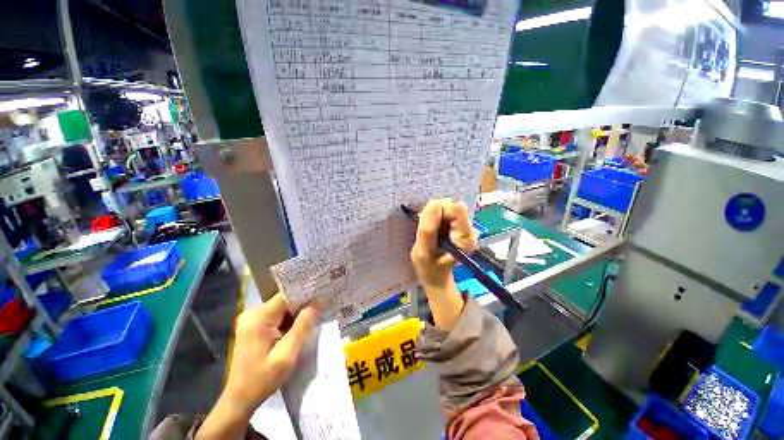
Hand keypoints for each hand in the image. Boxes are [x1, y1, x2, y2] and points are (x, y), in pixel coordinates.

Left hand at [197, 294, 319, 438]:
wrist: (240, 400)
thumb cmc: (263, 379)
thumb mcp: (288, 353)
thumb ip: (304, 324)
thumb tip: (319, 300)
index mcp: (258, 317)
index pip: (287, 296)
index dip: (306, 296)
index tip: (323, 296)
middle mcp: (252, 313)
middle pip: (284, 301)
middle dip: (302, 306)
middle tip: (320, 311)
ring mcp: (251, 319)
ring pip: (282, 308)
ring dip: (296, 315)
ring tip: (311, 321)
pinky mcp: (253, 326)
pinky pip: (276, 316)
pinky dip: (288, 321)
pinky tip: (297, 330)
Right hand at [410, 199, 477, 287]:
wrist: (437, 275)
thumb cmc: (429, 268)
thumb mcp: (423, 252)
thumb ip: (428, 229)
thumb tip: (434, 203)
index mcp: (465, 237)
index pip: (456, 208)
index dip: (438, 211)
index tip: (428, 224)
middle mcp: (470, 229)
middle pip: (451, 205)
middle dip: (435, 213)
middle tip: (427, 230)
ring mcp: (465, 226)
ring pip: (447, 207)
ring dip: (434, 216)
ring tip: (430, 232)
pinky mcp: (459, 225)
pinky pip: (445, 212)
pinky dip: (436, 218)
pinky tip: (434, 230)